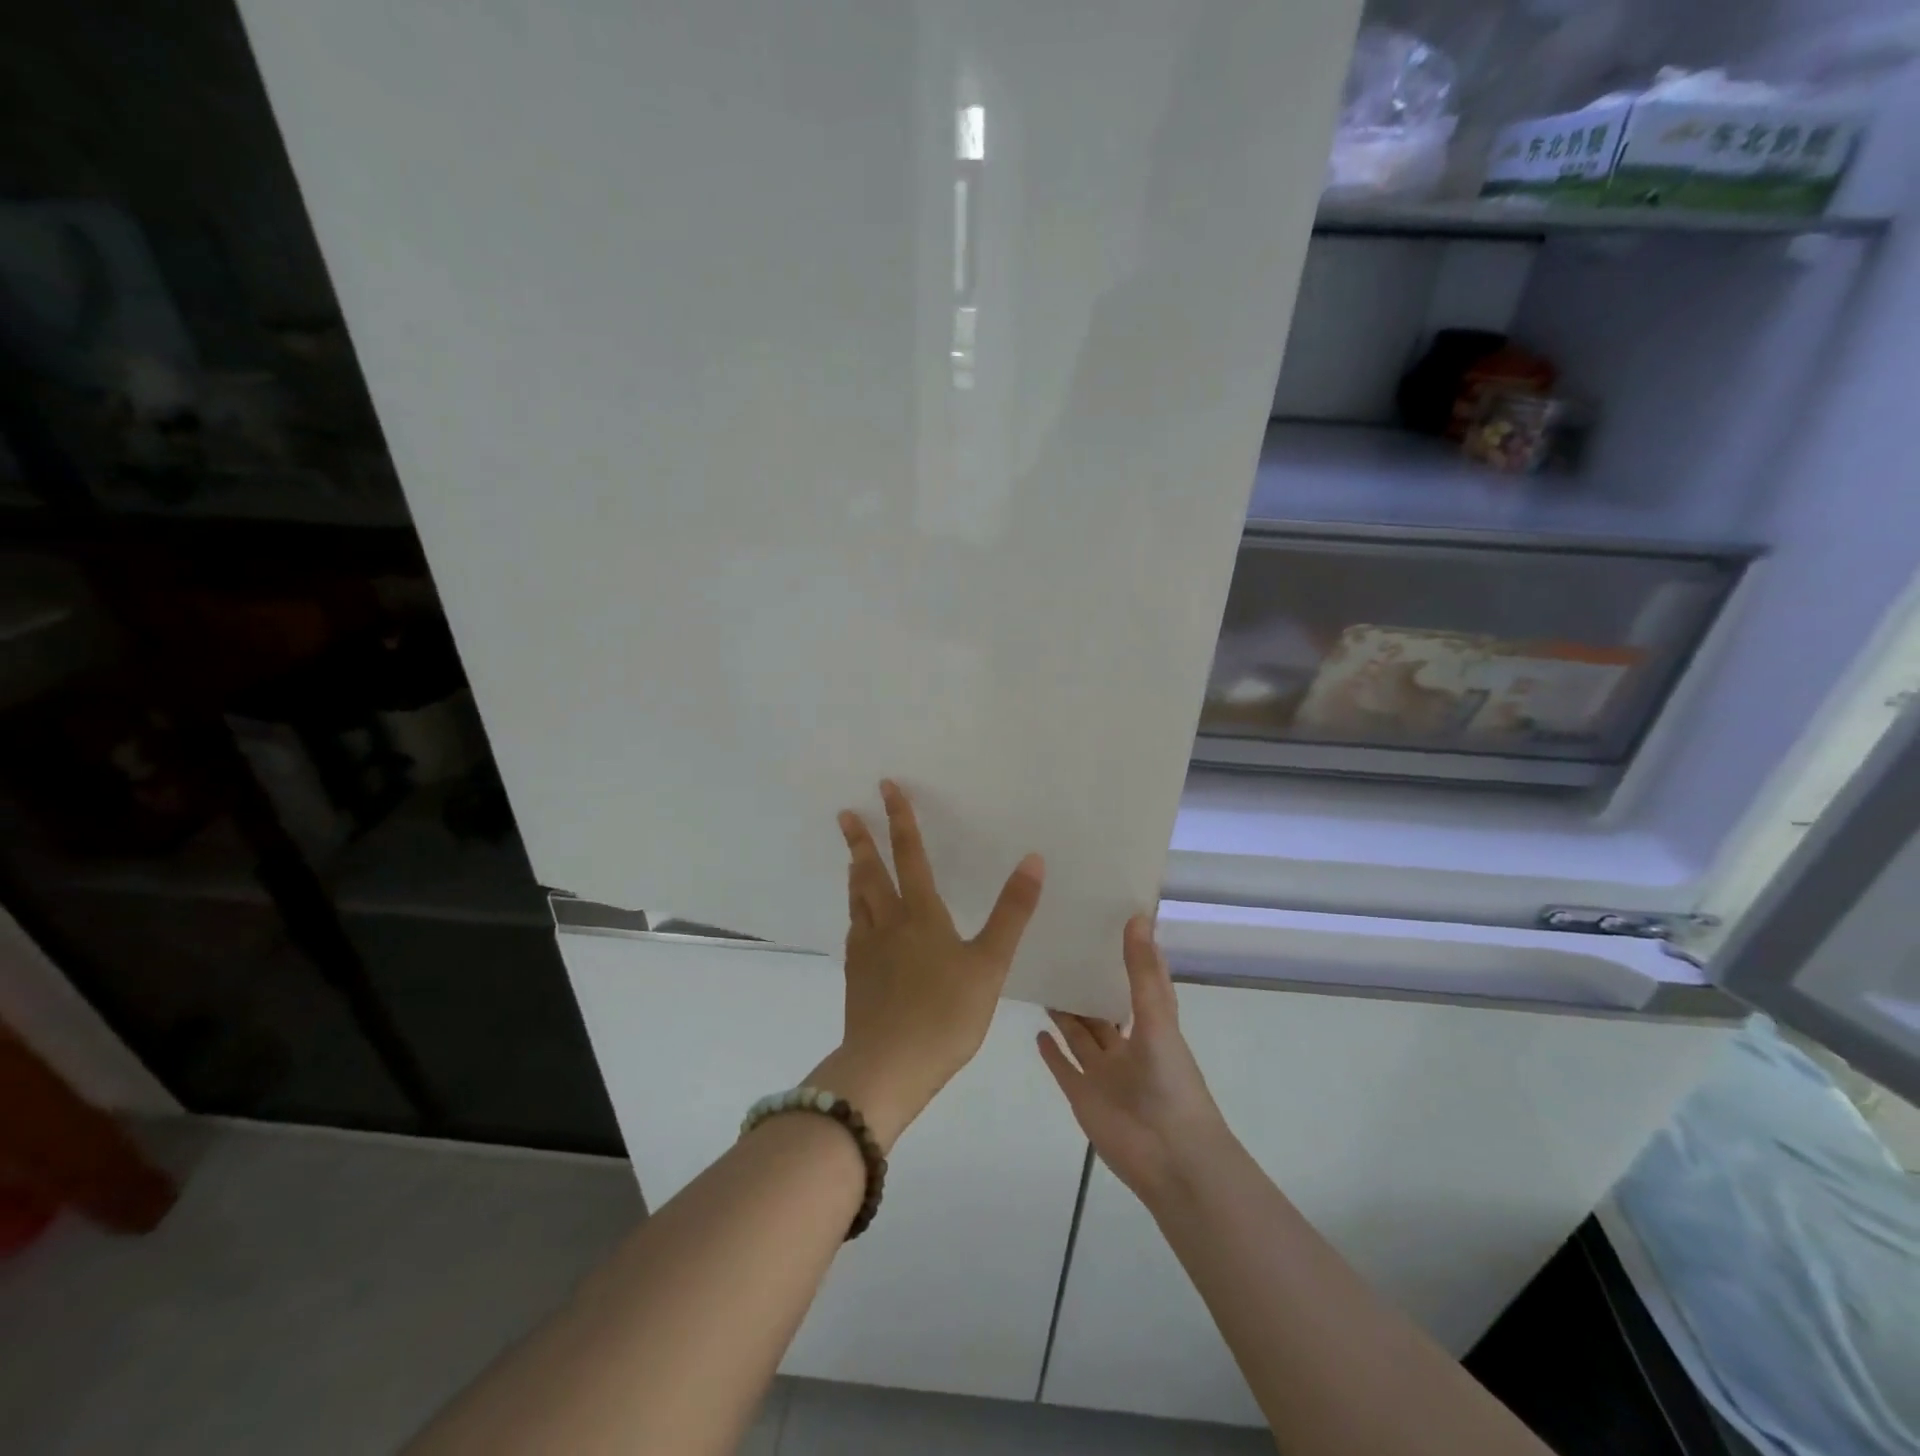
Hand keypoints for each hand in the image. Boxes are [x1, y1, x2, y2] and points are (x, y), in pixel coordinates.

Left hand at [811, 780, 1043, 1151]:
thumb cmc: (946, 1014)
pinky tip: (859, 923)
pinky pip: (855, 931)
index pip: (909, 854)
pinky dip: (856, 913)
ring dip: (855, 874)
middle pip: (870, 873)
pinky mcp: (856, 977)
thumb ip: (1012, 913)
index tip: (886, 788)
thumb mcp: (990, 963)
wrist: (888, 1067)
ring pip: (858, 901)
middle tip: (846, 815)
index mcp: (921, 914)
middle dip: (861, 840)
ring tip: (852, 858)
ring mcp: (867, 951)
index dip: (900, 820)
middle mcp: (888, 923)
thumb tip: (1033, 859)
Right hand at [1038, 916, 1235, 1205]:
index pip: (1140, 981)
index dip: (1131, 954)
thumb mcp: (1157, 1019)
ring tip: (1043, 981)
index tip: (1111, 920)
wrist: (1170, 1158)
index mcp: (1152, 1025)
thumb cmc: (1170, 1083)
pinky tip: (1037, 1030)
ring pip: (1081, 1036)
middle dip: (1087, 984)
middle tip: (1059, 948)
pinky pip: (1064, 1068)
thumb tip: (1138, 916)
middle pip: (1103, 1009)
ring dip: (1065, 1014)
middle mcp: (1127, 1045)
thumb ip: (1141, 972)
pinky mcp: (1083, 1096)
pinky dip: (1051, 1052)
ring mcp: (1104, 1073)